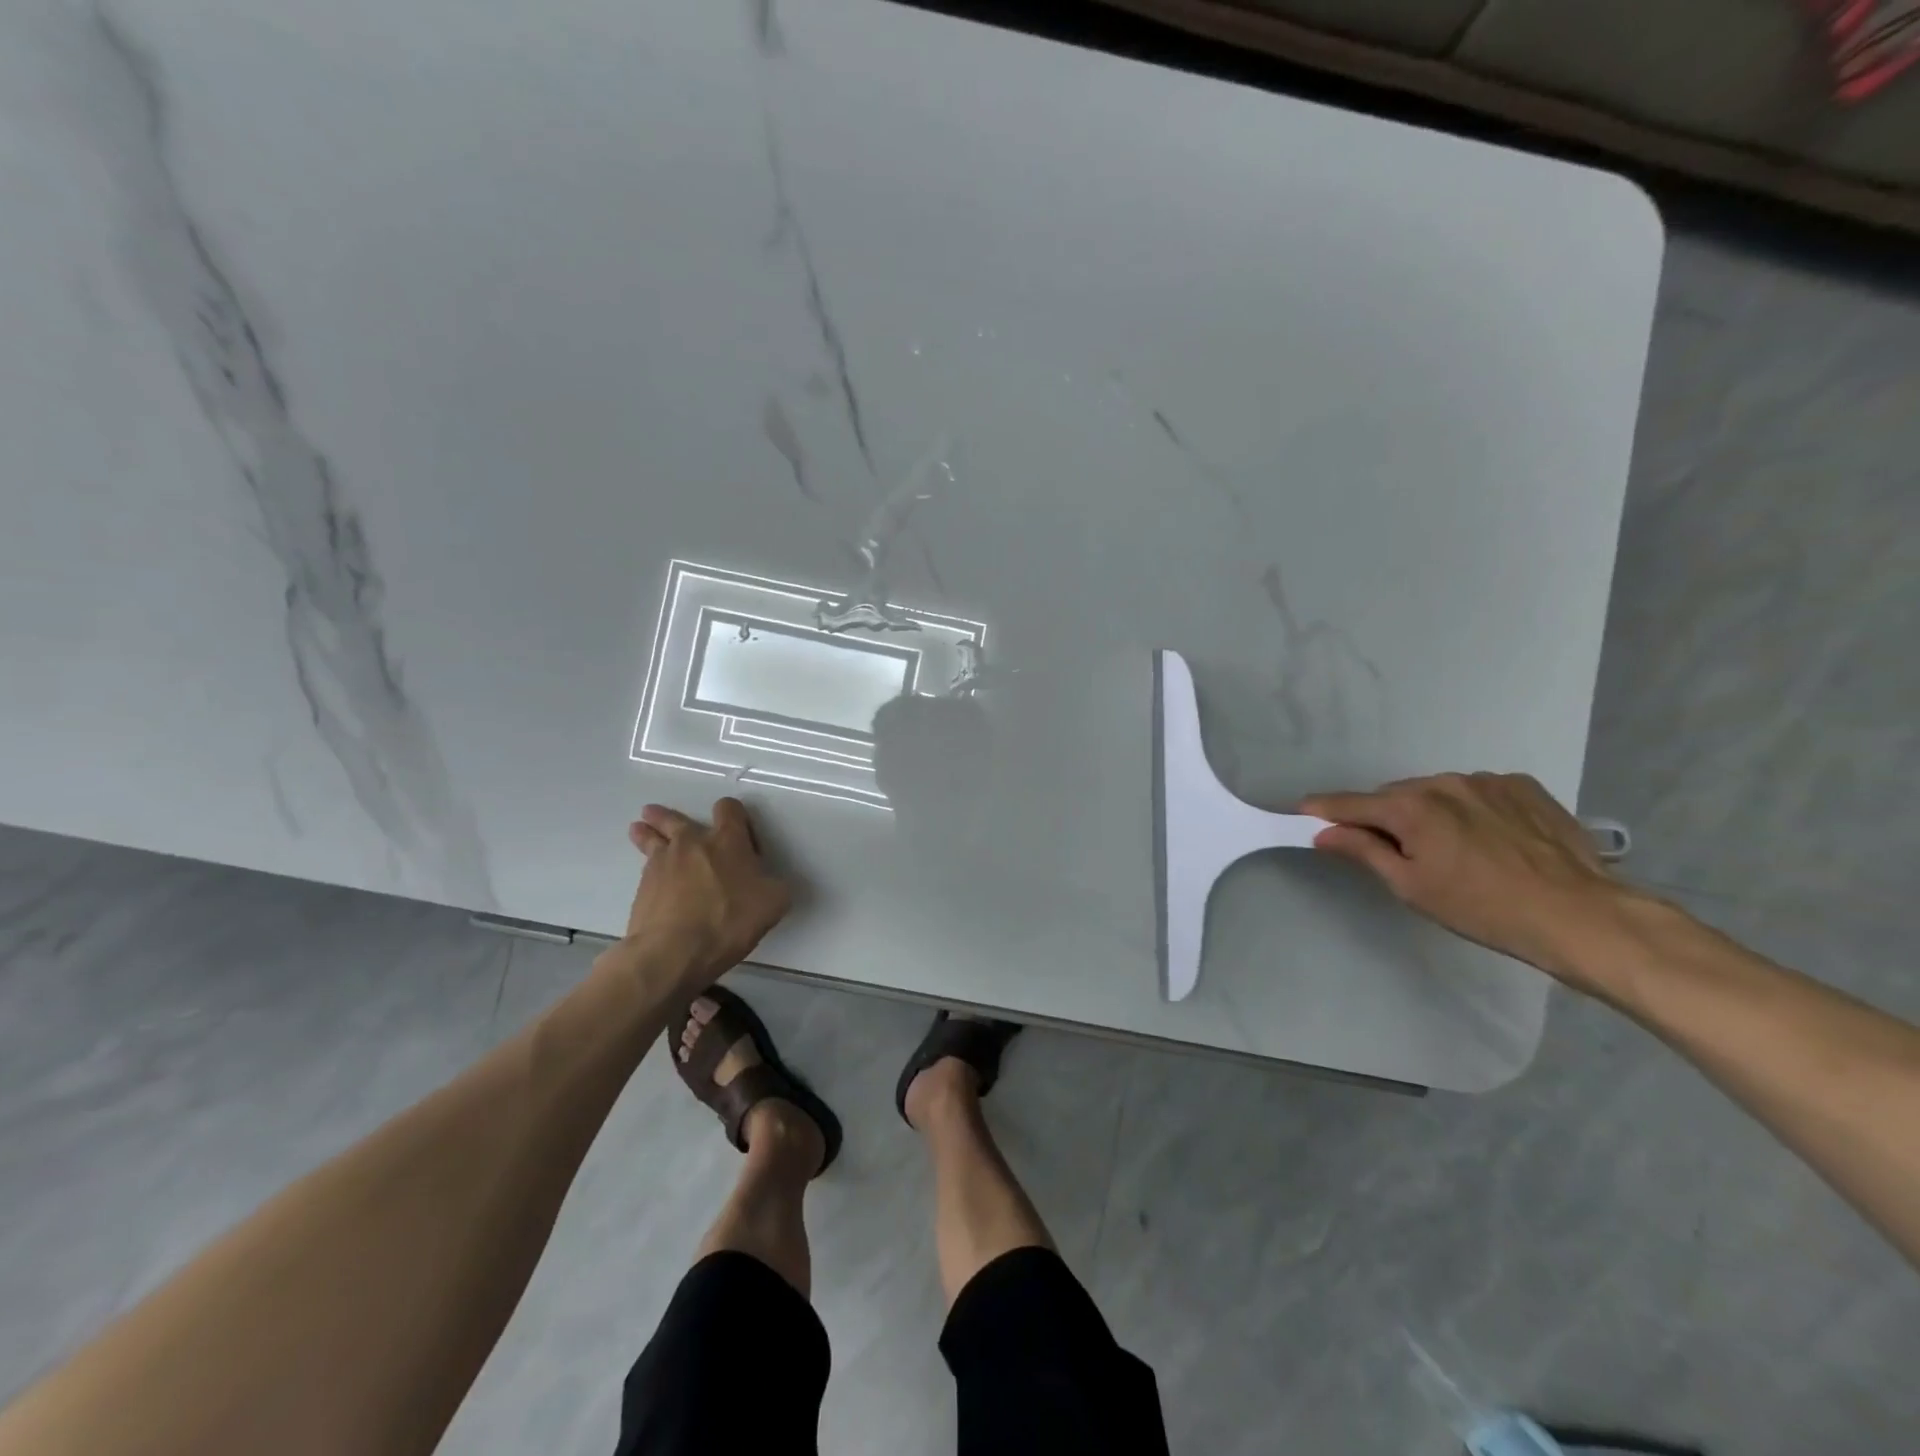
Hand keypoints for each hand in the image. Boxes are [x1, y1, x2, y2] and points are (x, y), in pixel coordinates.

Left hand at [616, 798, 792, 991]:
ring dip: (646, 833)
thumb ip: (773, 884)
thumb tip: (767, 882)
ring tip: (639, 829)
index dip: (734, 814)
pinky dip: (648, 870)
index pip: (729, 809)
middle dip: (667, 816)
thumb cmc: (730, 920)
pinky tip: (650, 880)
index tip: (739, 830)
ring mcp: (661, 864)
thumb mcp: (774, 902)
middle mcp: (691, 843)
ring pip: (651, 839)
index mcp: (727, 840)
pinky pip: (646, 870)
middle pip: (674, 819)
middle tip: (655, 813)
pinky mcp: (642, 889)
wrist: (674, 951)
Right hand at [1300, 772, 1632, 987]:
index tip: (1303, 811)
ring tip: (1450, 848)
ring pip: (1437, 792)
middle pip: (1395, 796)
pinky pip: (1477, 792)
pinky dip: (1469, 809)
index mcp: (1411, 807)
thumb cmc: (1482, 908)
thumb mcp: (1411, 887)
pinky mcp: (1524, 786)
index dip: (1324, 809)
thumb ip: (1363, 851)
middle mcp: (1443, 782)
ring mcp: (1487, 781)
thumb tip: (1323, 833)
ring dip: (1429, 812)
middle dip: (1385, 817)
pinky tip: (1488, 839)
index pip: (1351, 803)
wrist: (1581, 915)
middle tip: (1394, 851)